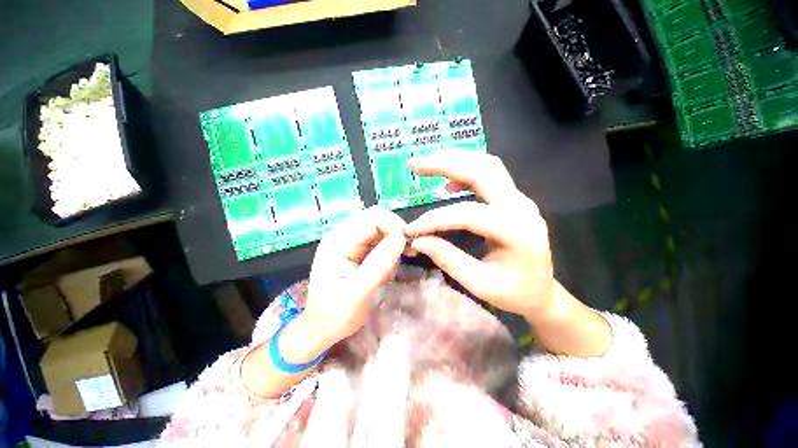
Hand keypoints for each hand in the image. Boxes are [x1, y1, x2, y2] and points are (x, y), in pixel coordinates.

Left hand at [303, 206, 406, 349]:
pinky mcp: (358, 251)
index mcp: (338, 241)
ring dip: (393, 244)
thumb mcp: (357, 293)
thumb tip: (401, 238)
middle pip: (377, 218)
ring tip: (390, 269)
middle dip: (395, 233)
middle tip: (405, 255)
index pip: (372, 217)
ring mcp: (351, 242)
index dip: (394, 225)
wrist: (322, 329)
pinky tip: (386, 270)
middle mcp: (344, 235)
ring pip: (381, 229)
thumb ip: (379, 264)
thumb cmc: (335, 315)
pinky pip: (380, 241)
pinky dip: (389, 252)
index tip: (407, 246)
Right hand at [404, 152, 555, 321]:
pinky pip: (489, 175)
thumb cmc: (515, 293)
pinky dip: (465, 172)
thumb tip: (418, 241)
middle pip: (482, 170)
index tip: (411, 228)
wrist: (543, 292)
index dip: (434, 219)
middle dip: (445, 163)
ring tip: (427, 164)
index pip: (467, 214)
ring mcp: (520, 199)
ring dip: (455, 160)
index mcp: (515, 232)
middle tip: (415, 164)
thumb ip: (449, 260)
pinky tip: (448, 184)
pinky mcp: (514, 199)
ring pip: (487, 165)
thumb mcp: (480, 284)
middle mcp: (521, 207)